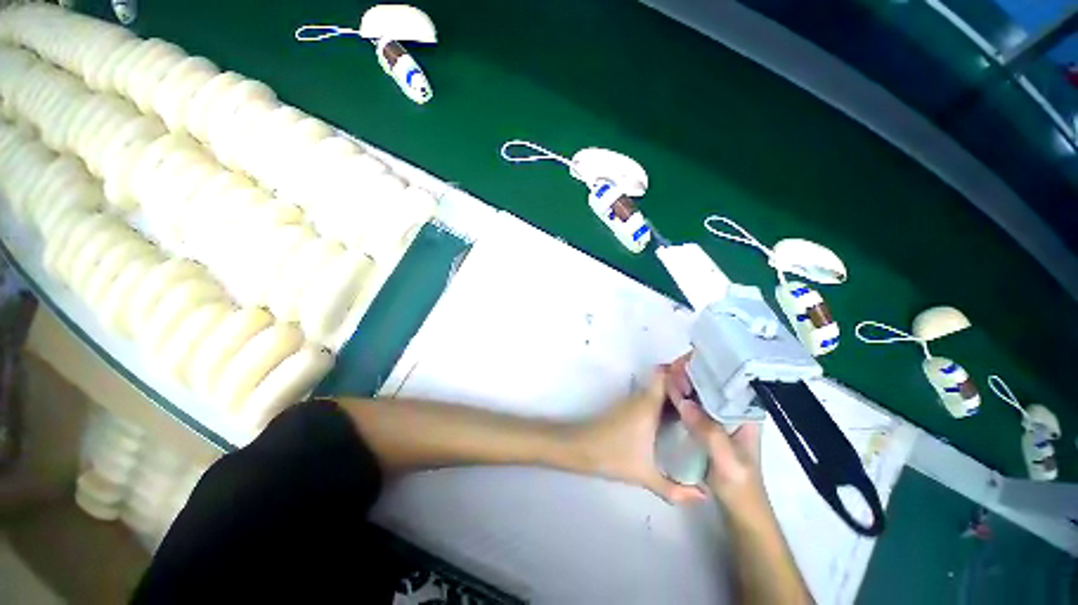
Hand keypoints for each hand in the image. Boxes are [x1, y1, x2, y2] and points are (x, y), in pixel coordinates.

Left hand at [571, 369, 707, 504]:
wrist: (581, 447)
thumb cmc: (613, 455)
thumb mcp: (646, 475)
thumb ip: (675, 490)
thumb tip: (704, 496)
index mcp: (648, 404)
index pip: (666, 374)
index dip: (684, 371)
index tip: (707, 377)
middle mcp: (641, 397)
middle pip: (666, 380)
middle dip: (687, 383)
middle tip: (713, 394)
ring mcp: (633, 401)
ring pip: (659, 389)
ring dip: (677, 392)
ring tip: (703, 405)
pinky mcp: (628, 408)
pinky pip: (652, 397)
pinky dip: (666, 401)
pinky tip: (680, 418)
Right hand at [665, 355, 767, 511]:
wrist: (738, 510)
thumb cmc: (740, 486)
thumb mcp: (727, 462)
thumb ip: (710, 433)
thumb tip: (684, 402)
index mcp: (745, 413)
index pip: (729, 380)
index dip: (710, 366)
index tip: (688, 359)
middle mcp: (732, 410)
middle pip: (712, 382)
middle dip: (692, 371)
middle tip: (670, 365)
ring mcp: (718, 417)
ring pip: (700, 392)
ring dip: (684, 382)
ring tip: (665, 372)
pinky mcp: (706, 425)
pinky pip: (691, 404)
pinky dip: (679, 396)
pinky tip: (666, 391)